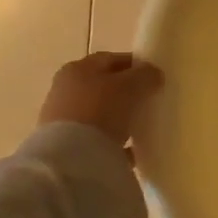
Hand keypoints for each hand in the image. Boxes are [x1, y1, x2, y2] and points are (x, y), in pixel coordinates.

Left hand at [39, 52, 163, 147]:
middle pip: (103, 86)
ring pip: (99, 113)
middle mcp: (65, 89)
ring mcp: (63, 119)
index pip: (111, 59)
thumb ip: (145, 75)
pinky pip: (97, 139)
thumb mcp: (130, 86)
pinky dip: (113, 141)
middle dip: (126, 92)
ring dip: (118, 117)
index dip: (134, 65)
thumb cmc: (100, 110)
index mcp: (78, 68)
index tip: (154, 76)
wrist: (71, 158)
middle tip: (148, 101)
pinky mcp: (66, 145)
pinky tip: (131, 150)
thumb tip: (153, 74)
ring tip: (140, 127)